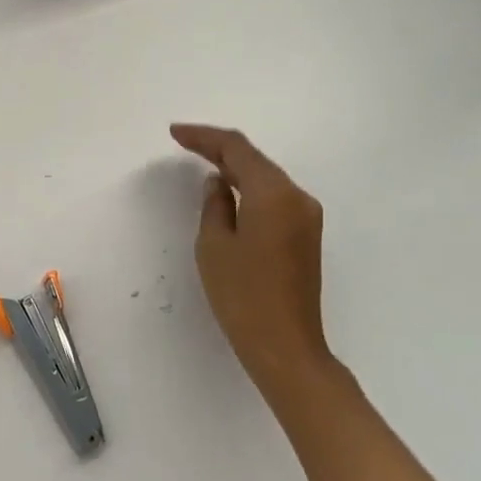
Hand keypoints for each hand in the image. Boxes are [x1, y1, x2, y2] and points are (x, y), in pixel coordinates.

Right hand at [170, 124, 331, 395]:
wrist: (286, 348)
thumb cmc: (243, 295)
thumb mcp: (214, 245)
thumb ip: (215, 204)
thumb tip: (218, 183)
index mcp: (274, 194)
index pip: (236, 149)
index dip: (204, 137)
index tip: (175, 133)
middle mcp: (297, 198)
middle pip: (255, 160)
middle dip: (218, 148)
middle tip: (184, 142)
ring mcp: (306, 217)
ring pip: (265, 177)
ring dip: (234, 167)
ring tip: (201, 161)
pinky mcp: (305, 236)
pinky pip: (273, 197)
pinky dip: (248, 187)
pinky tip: (228, 190)